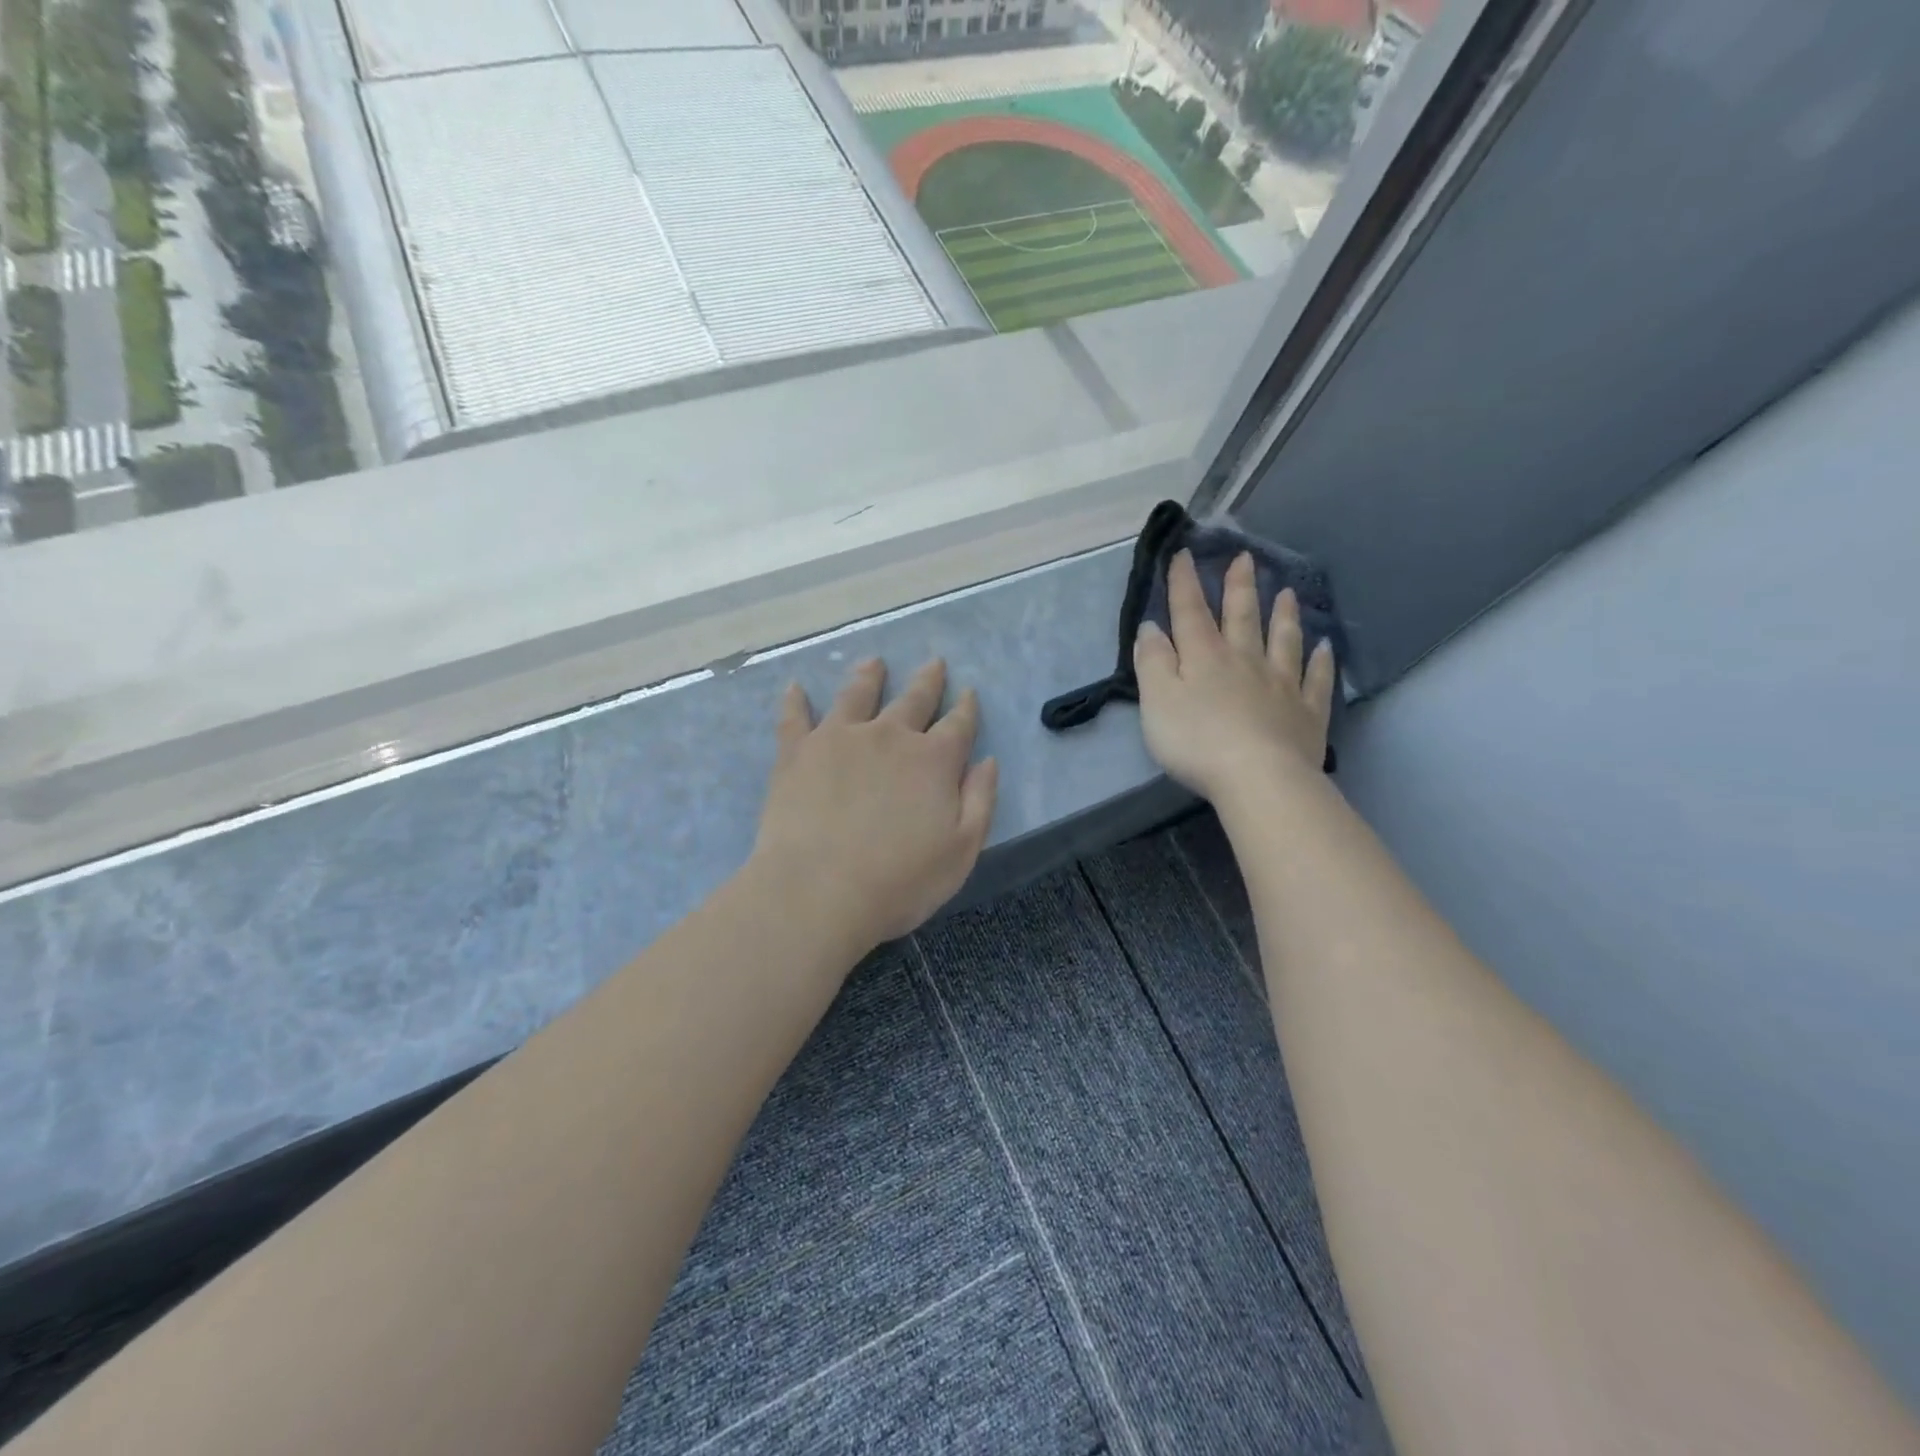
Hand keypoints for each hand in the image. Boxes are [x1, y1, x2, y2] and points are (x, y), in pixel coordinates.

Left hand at [752, 658, 998, 950]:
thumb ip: (980, 800)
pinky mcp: (798, 751)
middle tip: (934, 662)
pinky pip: (795, 717)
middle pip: (914, 699)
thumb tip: (987, 760)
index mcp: (933, 760)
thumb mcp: (962, 850)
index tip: (968, 692)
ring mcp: (840, 738)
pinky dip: (795, 700)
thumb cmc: (900, 881)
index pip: (958, 725)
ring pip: (857, 695)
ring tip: (873, 662)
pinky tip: (795, 687)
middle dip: (928, 681)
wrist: (819, 891)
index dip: (966, 707)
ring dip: (869, 676)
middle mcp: (889, 736)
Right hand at [1133, 549, 1336, 803]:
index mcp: (1205, 657)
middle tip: (1244, 558)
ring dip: (1284, 615)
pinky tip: (1325, 648)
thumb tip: (1152, 628)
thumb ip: (1153, 662)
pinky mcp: (1307, 713)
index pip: (1191, 612)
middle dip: (1240, 586)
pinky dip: (1320, 662)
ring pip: (1283, 641)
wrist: (1258, 778)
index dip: (1184, 582)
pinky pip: (1316, 681)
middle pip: (1242, 617)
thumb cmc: (1196, 742)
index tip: (1184, 553)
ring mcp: (1282, 685)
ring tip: (1287, 592)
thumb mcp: (1157, 701)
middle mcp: (1245, 661)